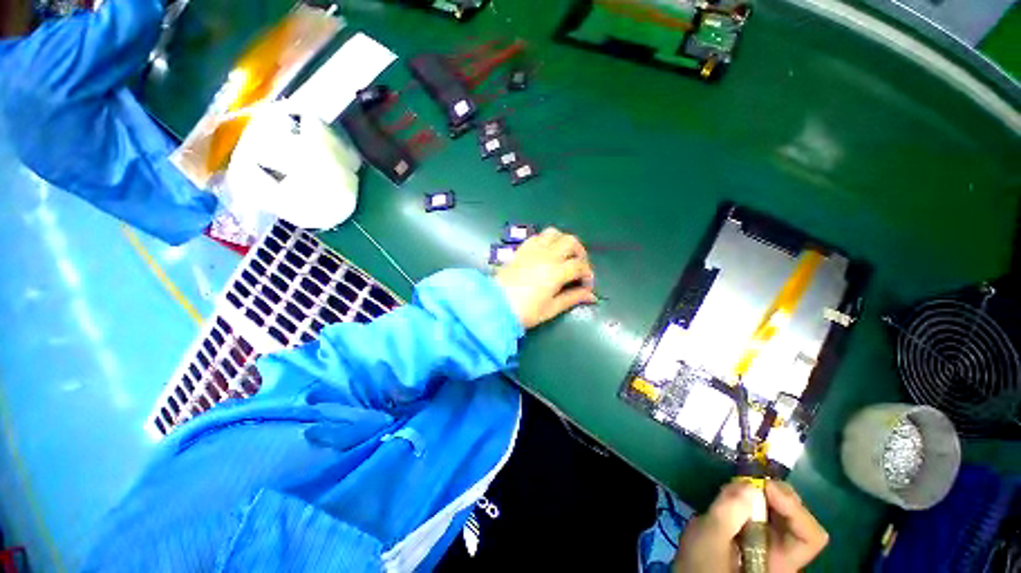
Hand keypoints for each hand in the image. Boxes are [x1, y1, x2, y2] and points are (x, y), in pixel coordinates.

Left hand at [495, 227, 596, 328]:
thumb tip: (591, 296)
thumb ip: (572, 298)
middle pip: (571, 241)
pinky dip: (546, 240)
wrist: (495, 306)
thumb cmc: (524, 311)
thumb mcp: (551, 309)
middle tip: (579, 266)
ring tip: (564, 255)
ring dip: (563, 241)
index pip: (580, 265)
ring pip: (554, 233)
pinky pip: (537, 236)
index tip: (586, 285)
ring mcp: (532, 250)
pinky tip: (546, 253)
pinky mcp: (521, 250)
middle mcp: (546, 255)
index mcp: (556, 272)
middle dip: (580, 252)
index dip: (587, 274)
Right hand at [673, 480, 827, 572]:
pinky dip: (751, 499)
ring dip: (763, 495)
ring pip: (781, 514)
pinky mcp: (756, 535)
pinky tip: (733, 496)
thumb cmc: (702, 563)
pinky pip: (764, 513)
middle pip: (797, 520)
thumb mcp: (710, 538)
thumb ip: (728, 514)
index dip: (793, 508)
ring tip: (737, 488)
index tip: (764, 486)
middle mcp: (784, 553)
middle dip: (777, 496)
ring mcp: (771, 544)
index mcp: (782, 564)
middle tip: (750, 481)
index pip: (810, 536)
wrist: (692, 570)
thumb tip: (749, 485)